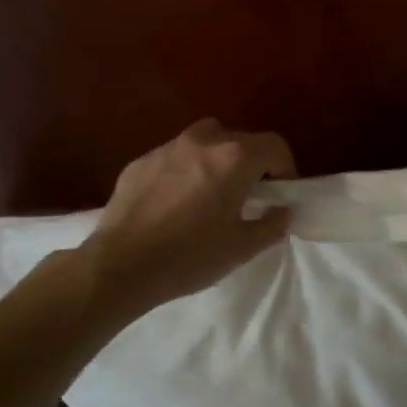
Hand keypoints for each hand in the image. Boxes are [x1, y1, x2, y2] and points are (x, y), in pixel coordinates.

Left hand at [79, 118, 295, 319]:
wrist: (120, 267)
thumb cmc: (190, 256)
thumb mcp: (242, 248)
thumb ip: (272, 224)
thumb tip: (283, 210)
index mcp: (235, 158)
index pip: (275, 146)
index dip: (285, 167)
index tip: (281, 192)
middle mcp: (204, 142)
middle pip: (241, 138)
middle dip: (252, 161)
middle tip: (249, 193)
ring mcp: (168, 148)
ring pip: (206, 138)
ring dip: (218, 156)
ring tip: (213, 188)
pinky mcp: (140, 161)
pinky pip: (174, 156)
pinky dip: (185, 168)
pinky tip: (176, 200)